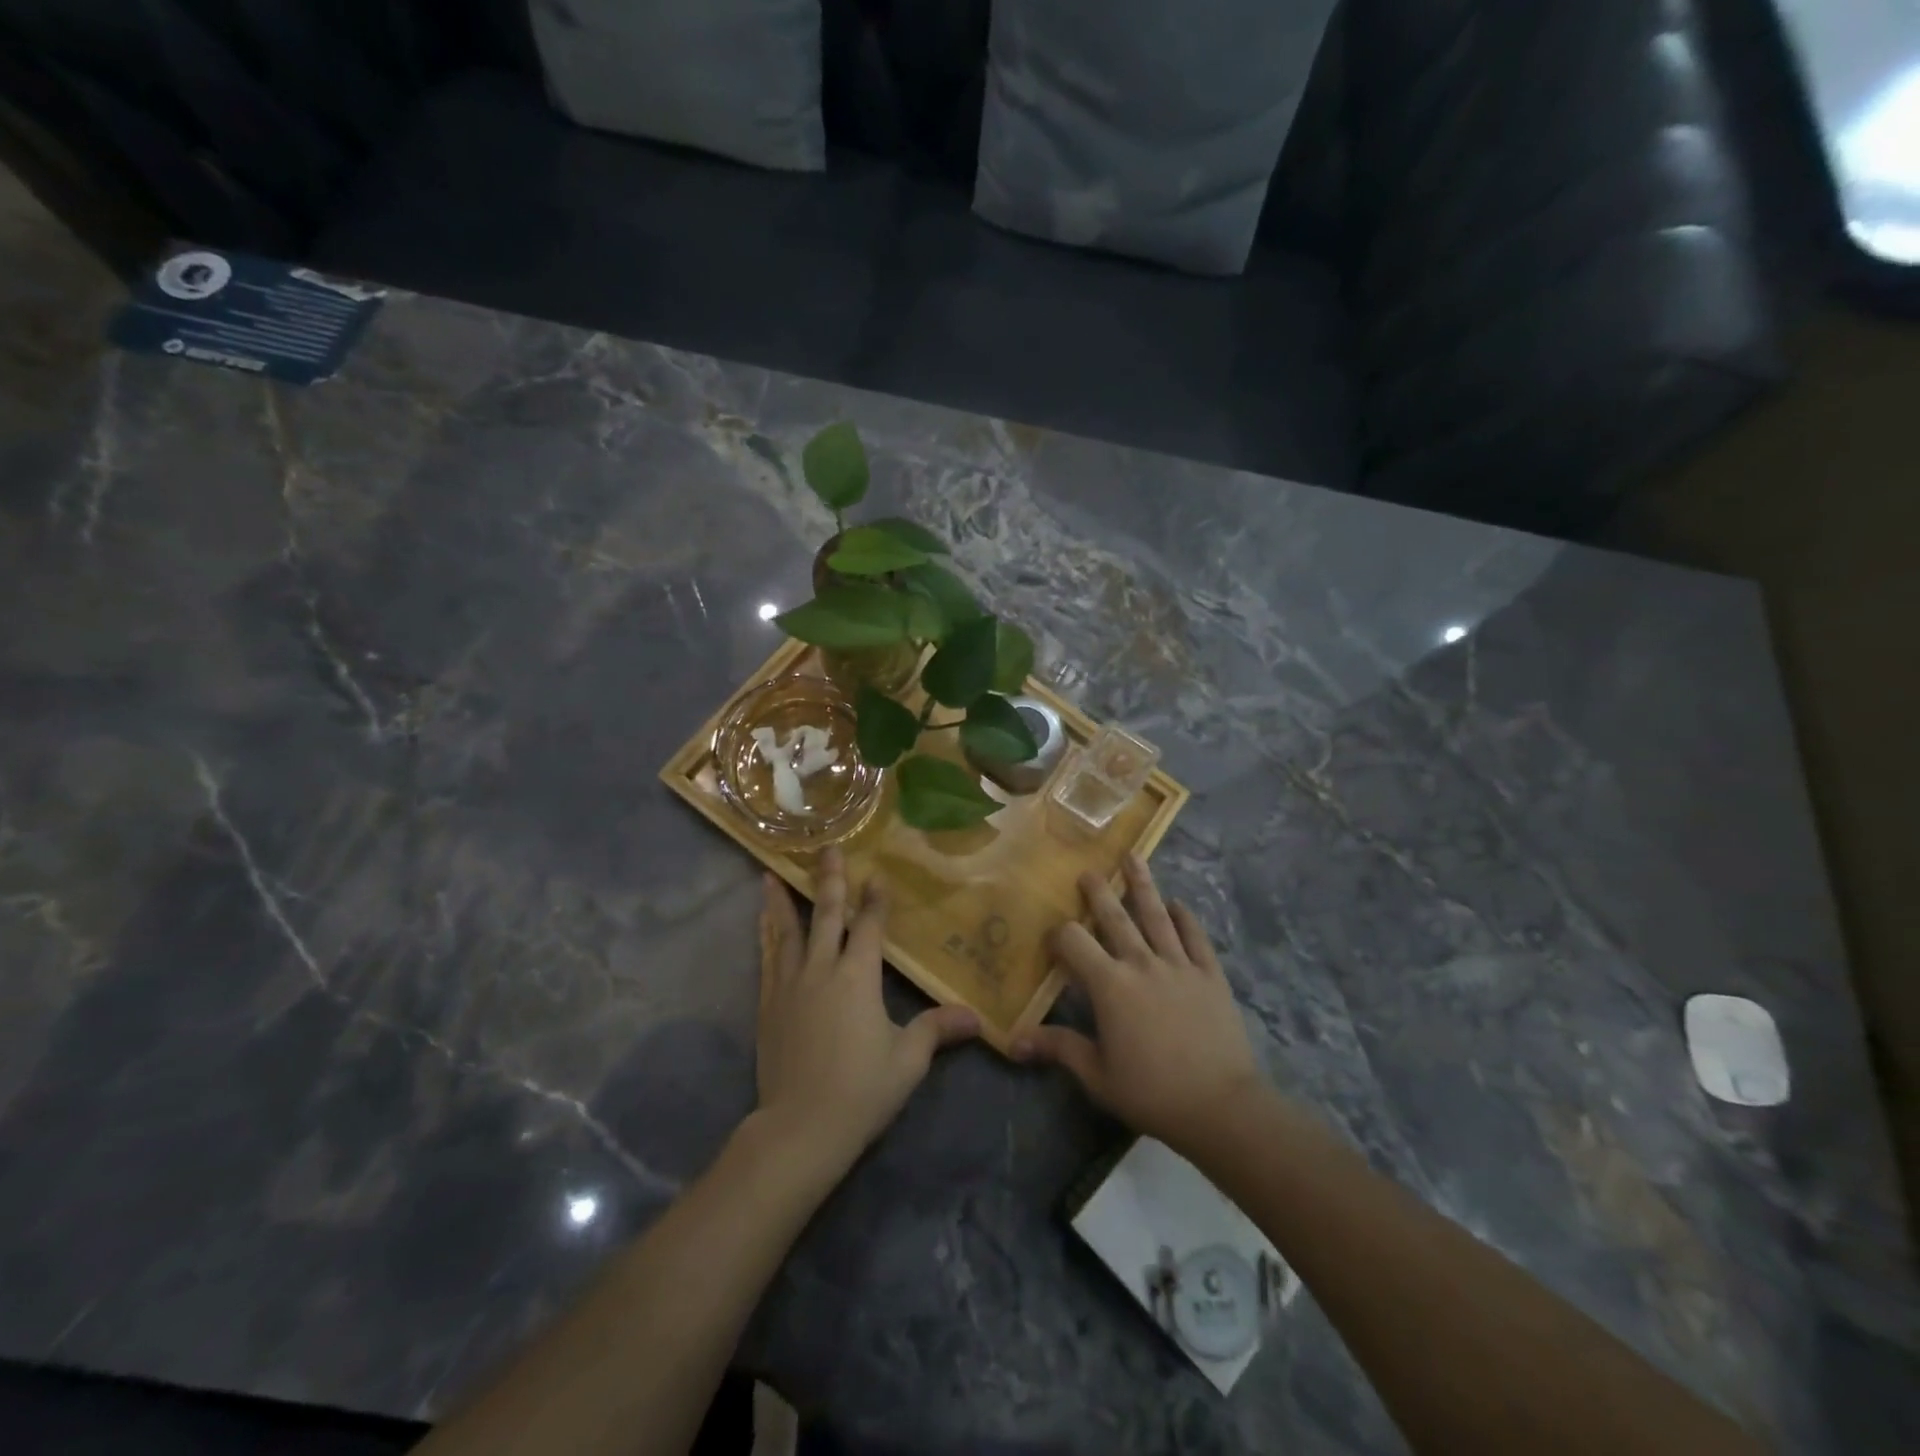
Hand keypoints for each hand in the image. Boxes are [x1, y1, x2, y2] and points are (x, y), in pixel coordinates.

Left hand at [754, 848, 979, 1175]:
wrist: (799, 1128)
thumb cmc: (860, 1091)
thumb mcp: (907, 1061)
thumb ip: (936, 1030)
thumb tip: (976, 1018)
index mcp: (858, 977)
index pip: (869, 927)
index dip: (874, 900)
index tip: (875, 874)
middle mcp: (821, 969)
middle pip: (825, 915)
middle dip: (828, 880)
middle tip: (827, 848)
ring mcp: (790, 985)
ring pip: (787, 931)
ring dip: (783, 900)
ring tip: (770, 874)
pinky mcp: (768, 1004)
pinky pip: (768, 958)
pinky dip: (766, 935)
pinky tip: (762, 923)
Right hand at [1013, 853, 1261, 1153]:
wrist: (1221, 1106)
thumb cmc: (1152, 1092)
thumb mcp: (1097, 1076)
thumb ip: (1059, 1049)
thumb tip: (1013, 1042)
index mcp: (1110, 985)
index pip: (1075, 942)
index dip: (1059, 935)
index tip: (1054, 938)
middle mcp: (1142, 963)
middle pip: (1115, 917)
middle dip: (1098, 892)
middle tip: (1088, 871)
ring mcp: (1179, 965)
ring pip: (1156, 915)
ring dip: (1142, 885)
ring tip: (1133, 857)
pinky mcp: (1210, 974)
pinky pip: (1196, 937)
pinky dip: (1185, 918)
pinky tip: (1178, 904)